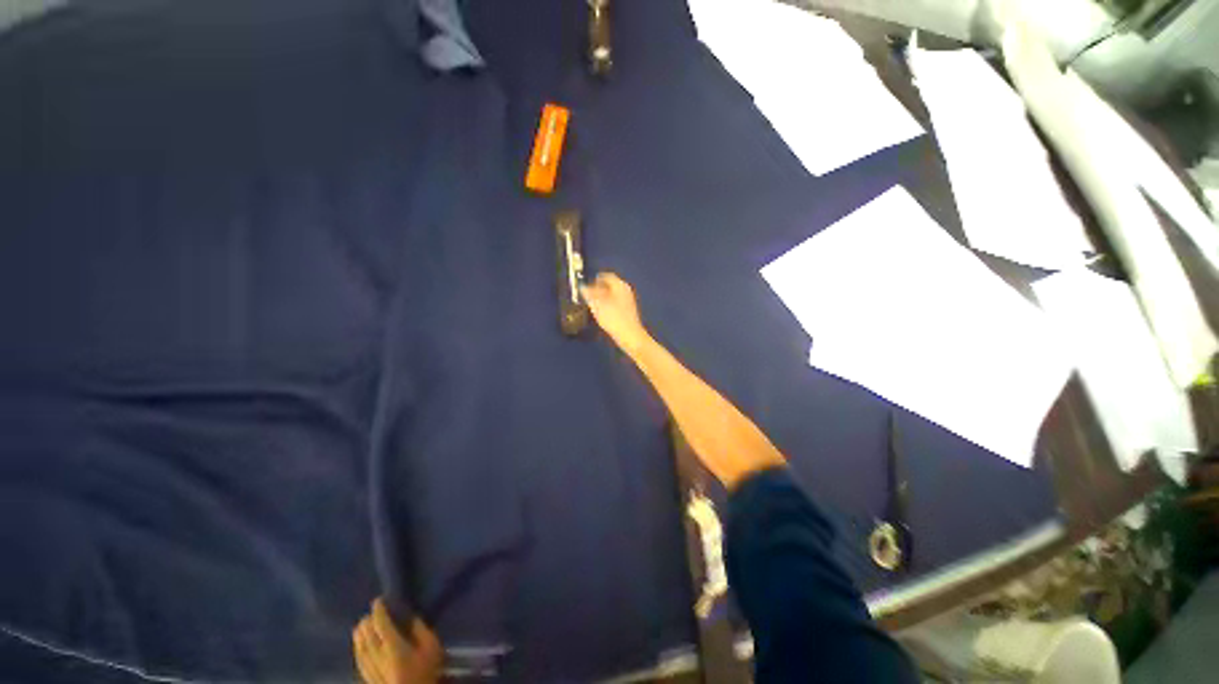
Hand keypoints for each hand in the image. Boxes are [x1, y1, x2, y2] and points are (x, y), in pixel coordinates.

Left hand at [353, 599, 441, 683]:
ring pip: (360, 650)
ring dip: (359, 637)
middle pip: (367, 637)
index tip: (378, 600)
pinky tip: (358, 649)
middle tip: (368, 613)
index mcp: (393, 647)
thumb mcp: (432, 648)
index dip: (378, 611)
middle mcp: (378, 657)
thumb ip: (421, 631)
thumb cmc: (426, 672)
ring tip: (359, 627)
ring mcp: (371, 671)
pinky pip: (359, 662)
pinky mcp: (369, 680)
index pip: (381, 624)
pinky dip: (358, 651)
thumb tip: (411, 618)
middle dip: (366, 623)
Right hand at [581, 273, 649, 355]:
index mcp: (620, 285)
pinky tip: (602, 313)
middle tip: (587, 295)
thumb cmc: (613, 318)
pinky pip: (615, 303)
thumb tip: (583, 288)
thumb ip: (589, 294)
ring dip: (602, 297)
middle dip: (598, 289)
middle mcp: (626, 290)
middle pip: (610, 285)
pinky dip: (607, 305)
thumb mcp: (597, 305)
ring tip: (592, 304)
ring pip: (612, 294)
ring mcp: (628, 301)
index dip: (594, 279)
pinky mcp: (628, 311)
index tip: (586, 285)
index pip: (606, 276)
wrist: (630, 336)